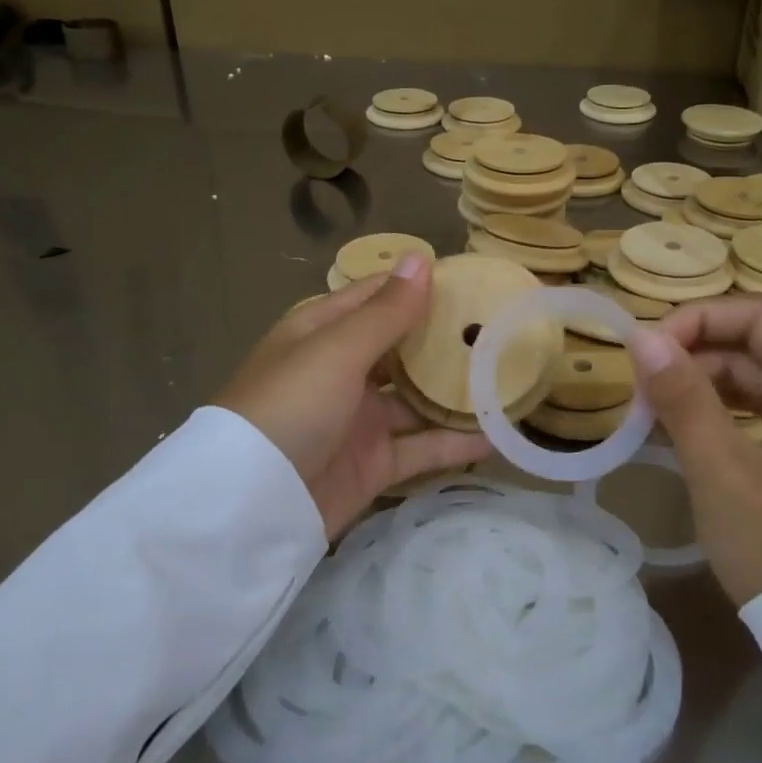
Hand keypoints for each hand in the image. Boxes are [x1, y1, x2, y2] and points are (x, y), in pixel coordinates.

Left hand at [217, 254, 491, 539]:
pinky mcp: (375, 463)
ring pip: (418, 400)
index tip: (472, 281)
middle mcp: (343, 371)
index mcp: (324, 332)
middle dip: (447, 340)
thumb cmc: (291, 406)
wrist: (250, 505)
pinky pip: (422, 447)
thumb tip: (420, 257)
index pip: (378, 297)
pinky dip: (455, 442)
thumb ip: (386, 311)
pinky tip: (497, 435)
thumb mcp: (337, 351)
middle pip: (403, 348)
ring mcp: (360, 419)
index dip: (420, 287)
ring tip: (511, 379)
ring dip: (457, 393)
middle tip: (504, 329)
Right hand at [626, 296, 761, 604]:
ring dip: (706, 385)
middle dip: (696, 355)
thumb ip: (682, 396)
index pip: (758, 316)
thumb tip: (641, 337)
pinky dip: (726, 413)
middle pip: (760, 344)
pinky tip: (686, 428)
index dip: (696, 321)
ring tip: (654, 406)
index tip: (645, 351)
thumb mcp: (723, 470)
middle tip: (641, 385)